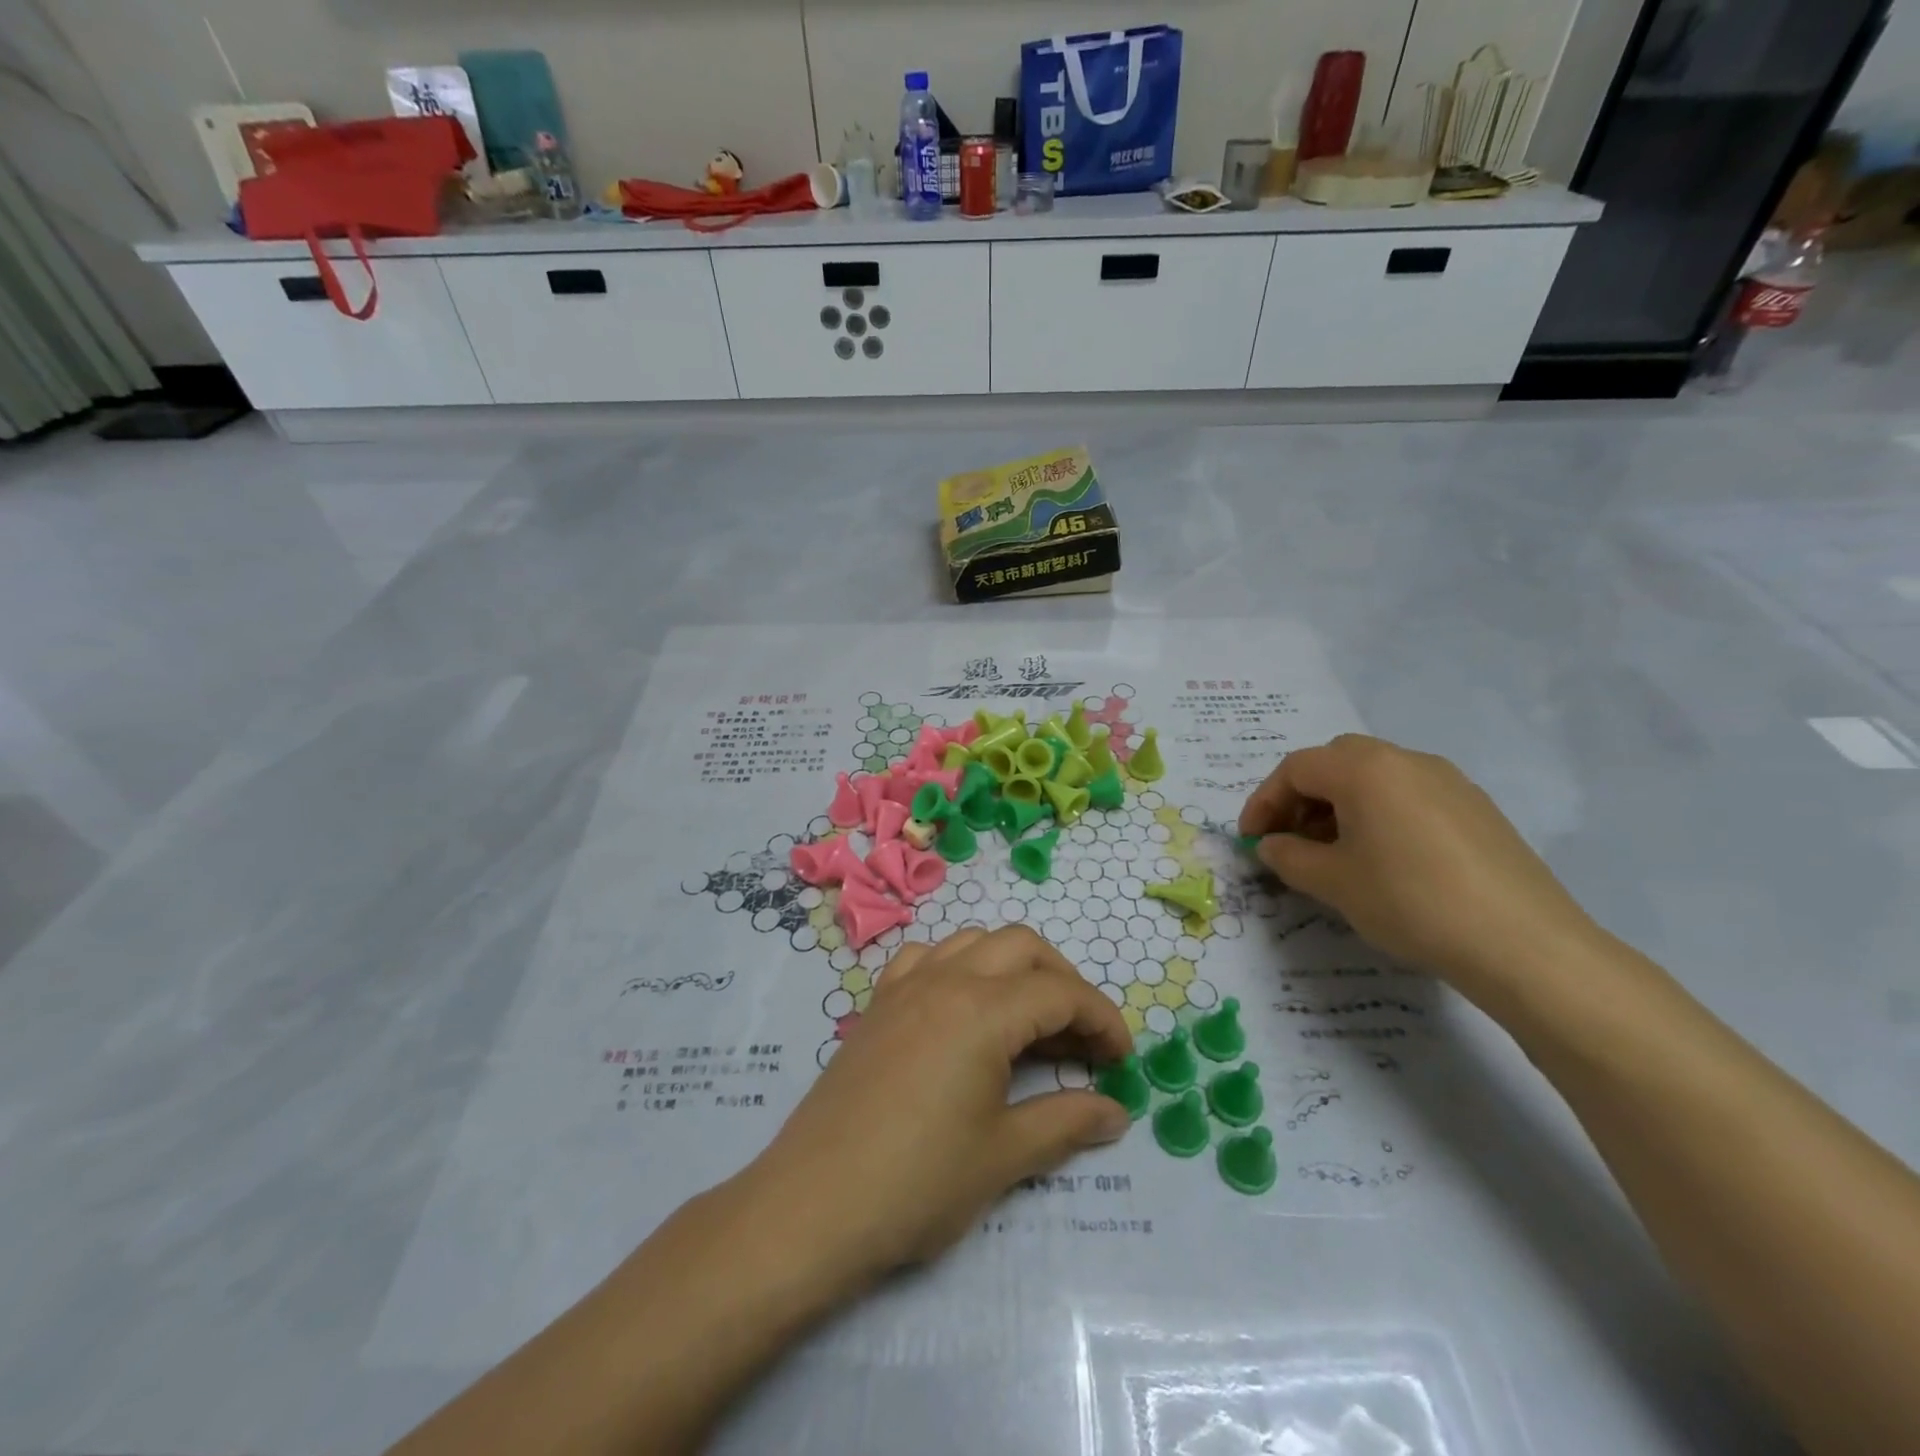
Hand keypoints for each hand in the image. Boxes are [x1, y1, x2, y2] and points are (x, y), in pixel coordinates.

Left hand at [741, 925, 1132, 1284]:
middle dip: (1063, 980)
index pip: (1060, 992)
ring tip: (1027, 1020)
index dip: (1102, 1019)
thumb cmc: (916, 1183)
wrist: (812, 1206)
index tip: (1122, 1058)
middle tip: (1081, 1036)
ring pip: (973, 942)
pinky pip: (926, 958)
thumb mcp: (1003, 1157)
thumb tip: (1115, 1113)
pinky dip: (958, 967)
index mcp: (982, 1010)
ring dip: (1012, 967)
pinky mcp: (877, 1004)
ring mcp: (905, 986)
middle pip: (1021, 946)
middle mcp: (945, 980)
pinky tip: (961, 1008)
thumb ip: (1065, 1123)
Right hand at [1238, 734, 1600, 996]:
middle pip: (1335, 762)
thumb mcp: (1333, 882)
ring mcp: (1448, 781)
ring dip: (1340, 805)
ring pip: (1375, 777)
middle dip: (1302, 797)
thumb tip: (1271, 845)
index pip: (1296, 769)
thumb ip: (1289, 856)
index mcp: (1365, 769)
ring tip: (1333, 853)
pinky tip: (1383, 859)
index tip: (1251, 840)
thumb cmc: (1410, 902)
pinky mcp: (1477, 808)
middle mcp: (1406, 760)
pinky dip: (1379, 814)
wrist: (1523, 944)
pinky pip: (1409, 796)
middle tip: (1290, 839)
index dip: (1264, 801)